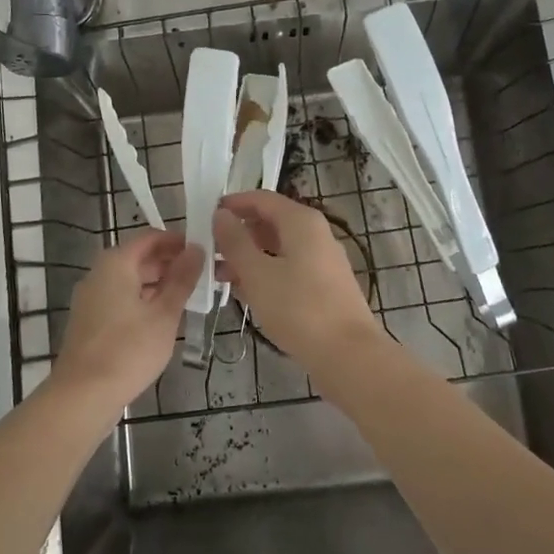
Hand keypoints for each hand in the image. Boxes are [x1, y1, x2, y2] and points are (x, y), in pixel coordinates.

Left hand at [53, 230, 202, 407]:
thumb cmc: (128, 350)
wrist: (83, 396)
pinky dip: (143, 301)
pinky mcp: (90, 321)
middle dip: (170, 264)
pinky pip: (121, 299)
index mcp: (116, 263)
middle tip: (202, 276)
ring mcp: (91, 299)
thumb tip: (197, 249)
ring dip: (158, 285)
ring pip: (130, 281)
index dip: (177, 241)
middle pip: (138, 258)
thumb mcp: (164, 314)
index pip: (150, 237)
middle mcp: (99, 274)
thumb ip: (182, 279)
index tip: (203, 250)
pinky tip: (164, 319)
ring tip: (190, 297)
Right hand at [213, 191, 381, 368]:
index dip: (234, 203)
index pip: (262, 198)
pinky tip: (246, 294)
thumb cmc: (298, 308)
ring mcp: (323, 260)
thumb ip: (235, 241)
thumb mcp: (257, 273)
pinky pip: (289, 268)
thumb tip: (221, 214)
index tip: (206, 216)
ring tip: (220, 277)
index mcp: (301, 222)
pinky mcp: (325, 285)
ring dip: (249, 257)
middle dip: (239, 234)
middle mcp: (315, 233)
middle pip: (271, 222)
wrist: (347, 354)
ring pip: (278, 248)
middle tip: (209, 251)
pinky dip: (266, 274)